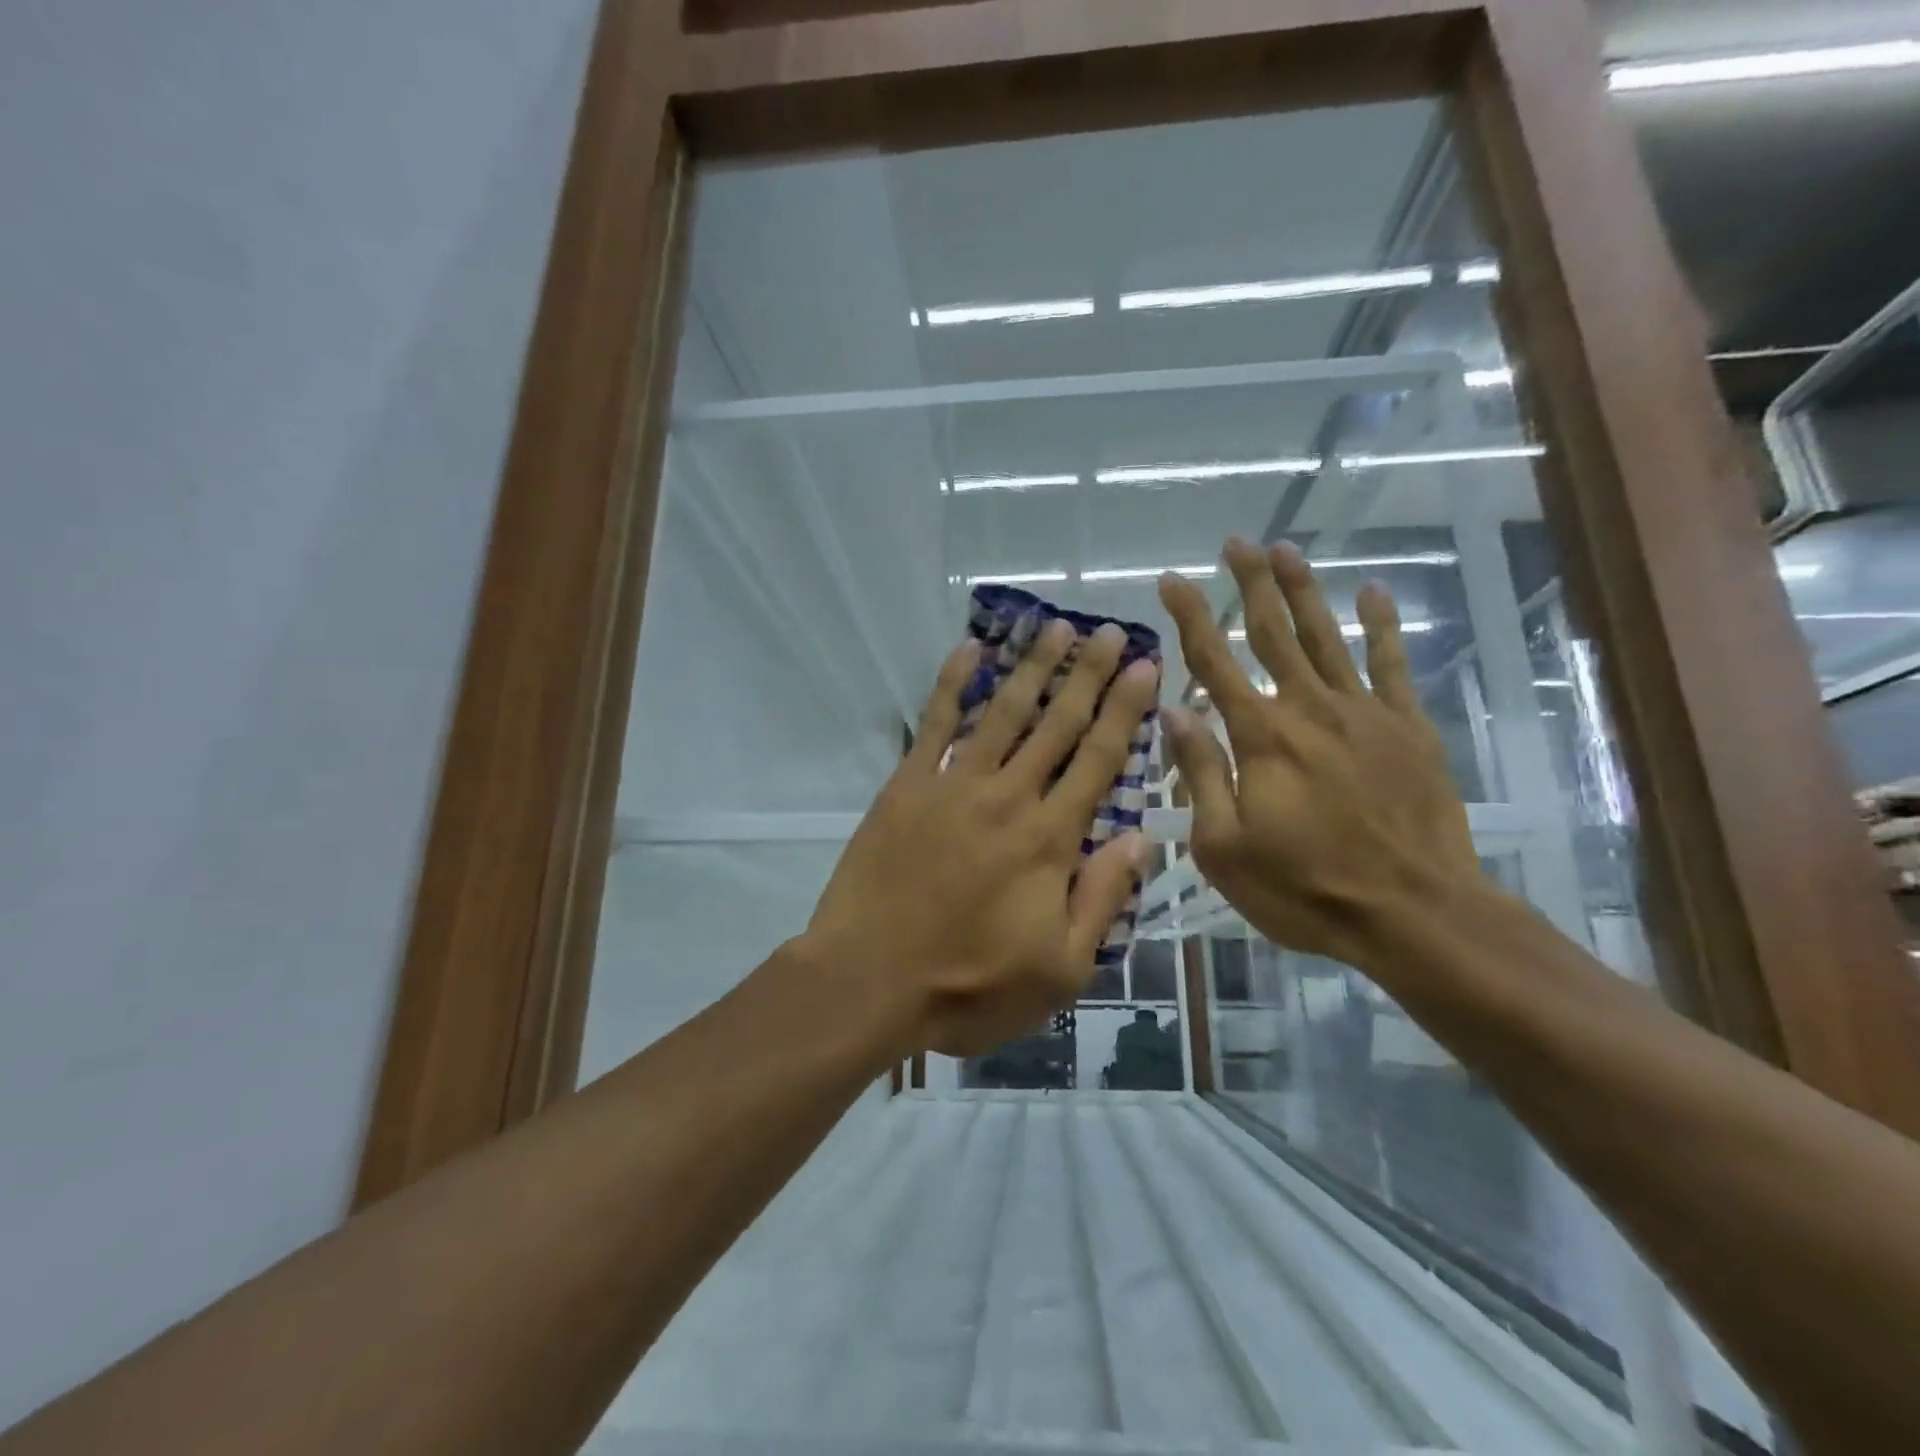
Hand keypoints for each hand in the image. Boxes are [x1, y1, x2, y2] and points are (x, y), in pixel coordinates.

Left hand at [801, 620, 1159, 1057]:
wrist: (870, 981)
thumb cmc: (969, 987)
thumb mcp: (1060, 969)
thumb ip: (1103, 899)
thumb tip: (1140, 839)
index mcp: (1051, 840)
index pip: (1100, 760)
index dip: (1125, 710)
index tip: (1144, 667)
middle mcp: (1009, 797)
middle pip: (1057, 724)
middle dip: (1088, 674)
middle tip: (1110, 633)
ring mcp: (954, 785)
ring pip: (1004, 713)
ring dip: (1033, 668)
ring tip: (1055, 627)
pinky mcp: (907, 786)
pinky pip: (934, 724)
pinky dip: (953, 684)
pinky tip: (970, 650)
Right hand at [1157, 538, 1480, 969]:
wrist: (1415, 914)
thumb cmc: (1305, 889)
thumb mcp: (1225, 846)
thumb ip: (1201, 772)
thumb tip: (1173, 711)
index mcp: (1261, 737)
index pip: (1214, 661)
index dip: (1190, 617)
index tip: (1170, 580)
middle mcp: (1309, 709)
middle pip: (1274, 632)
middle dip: (1251, 584)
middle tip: (1234, 543)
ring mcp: (1365, 714)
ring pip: (1328, 637)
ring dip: (1305, 590)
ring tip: (1286, 549)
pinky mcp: (1408, 729)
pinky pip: (1392, 665)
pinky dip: (1382, 626)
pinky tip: (1373, 593)